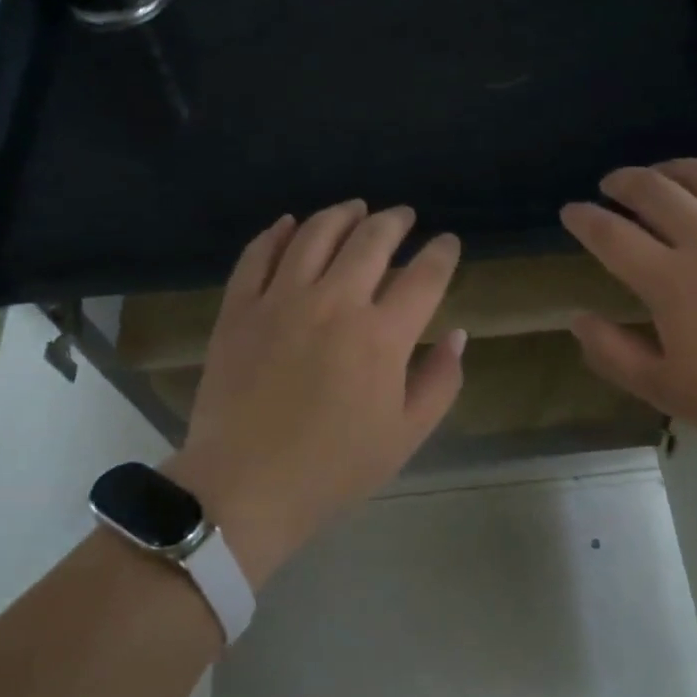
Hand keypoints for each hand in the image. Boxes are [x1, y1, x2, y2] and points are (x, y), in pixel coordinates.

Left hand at [165, 201, 464, 587]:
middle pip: (372, 240)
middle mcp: (335, 302)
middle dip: (396, 221)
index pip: (425, 275)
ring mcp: (281, 300)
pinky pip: (258, 255)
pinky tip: (290, 224)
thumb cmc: (334, 467)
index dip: (442, 252)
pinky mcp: (239, 308)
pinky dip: (277, 233)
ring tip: (356, 209)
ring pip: (316, 234)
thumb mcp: (406, 435)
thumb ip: (440, 381)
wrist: (245, 487)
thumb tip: (457, 335)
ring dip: (343, 214)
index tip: (448, 243)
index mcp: (382, 335)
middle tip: (405, 216)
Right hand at [560, 160, 696, 457]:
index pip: (612, 235)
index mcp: (670, 280)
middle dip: (623, 181)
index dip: (584, 219)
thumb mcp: (668, 391)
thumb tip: (579, 319)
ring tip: (660, 173)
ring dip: (672, 168)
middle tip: (611, 185)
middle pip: (654, 189)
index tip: (571, 212)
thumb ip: (615, 354)